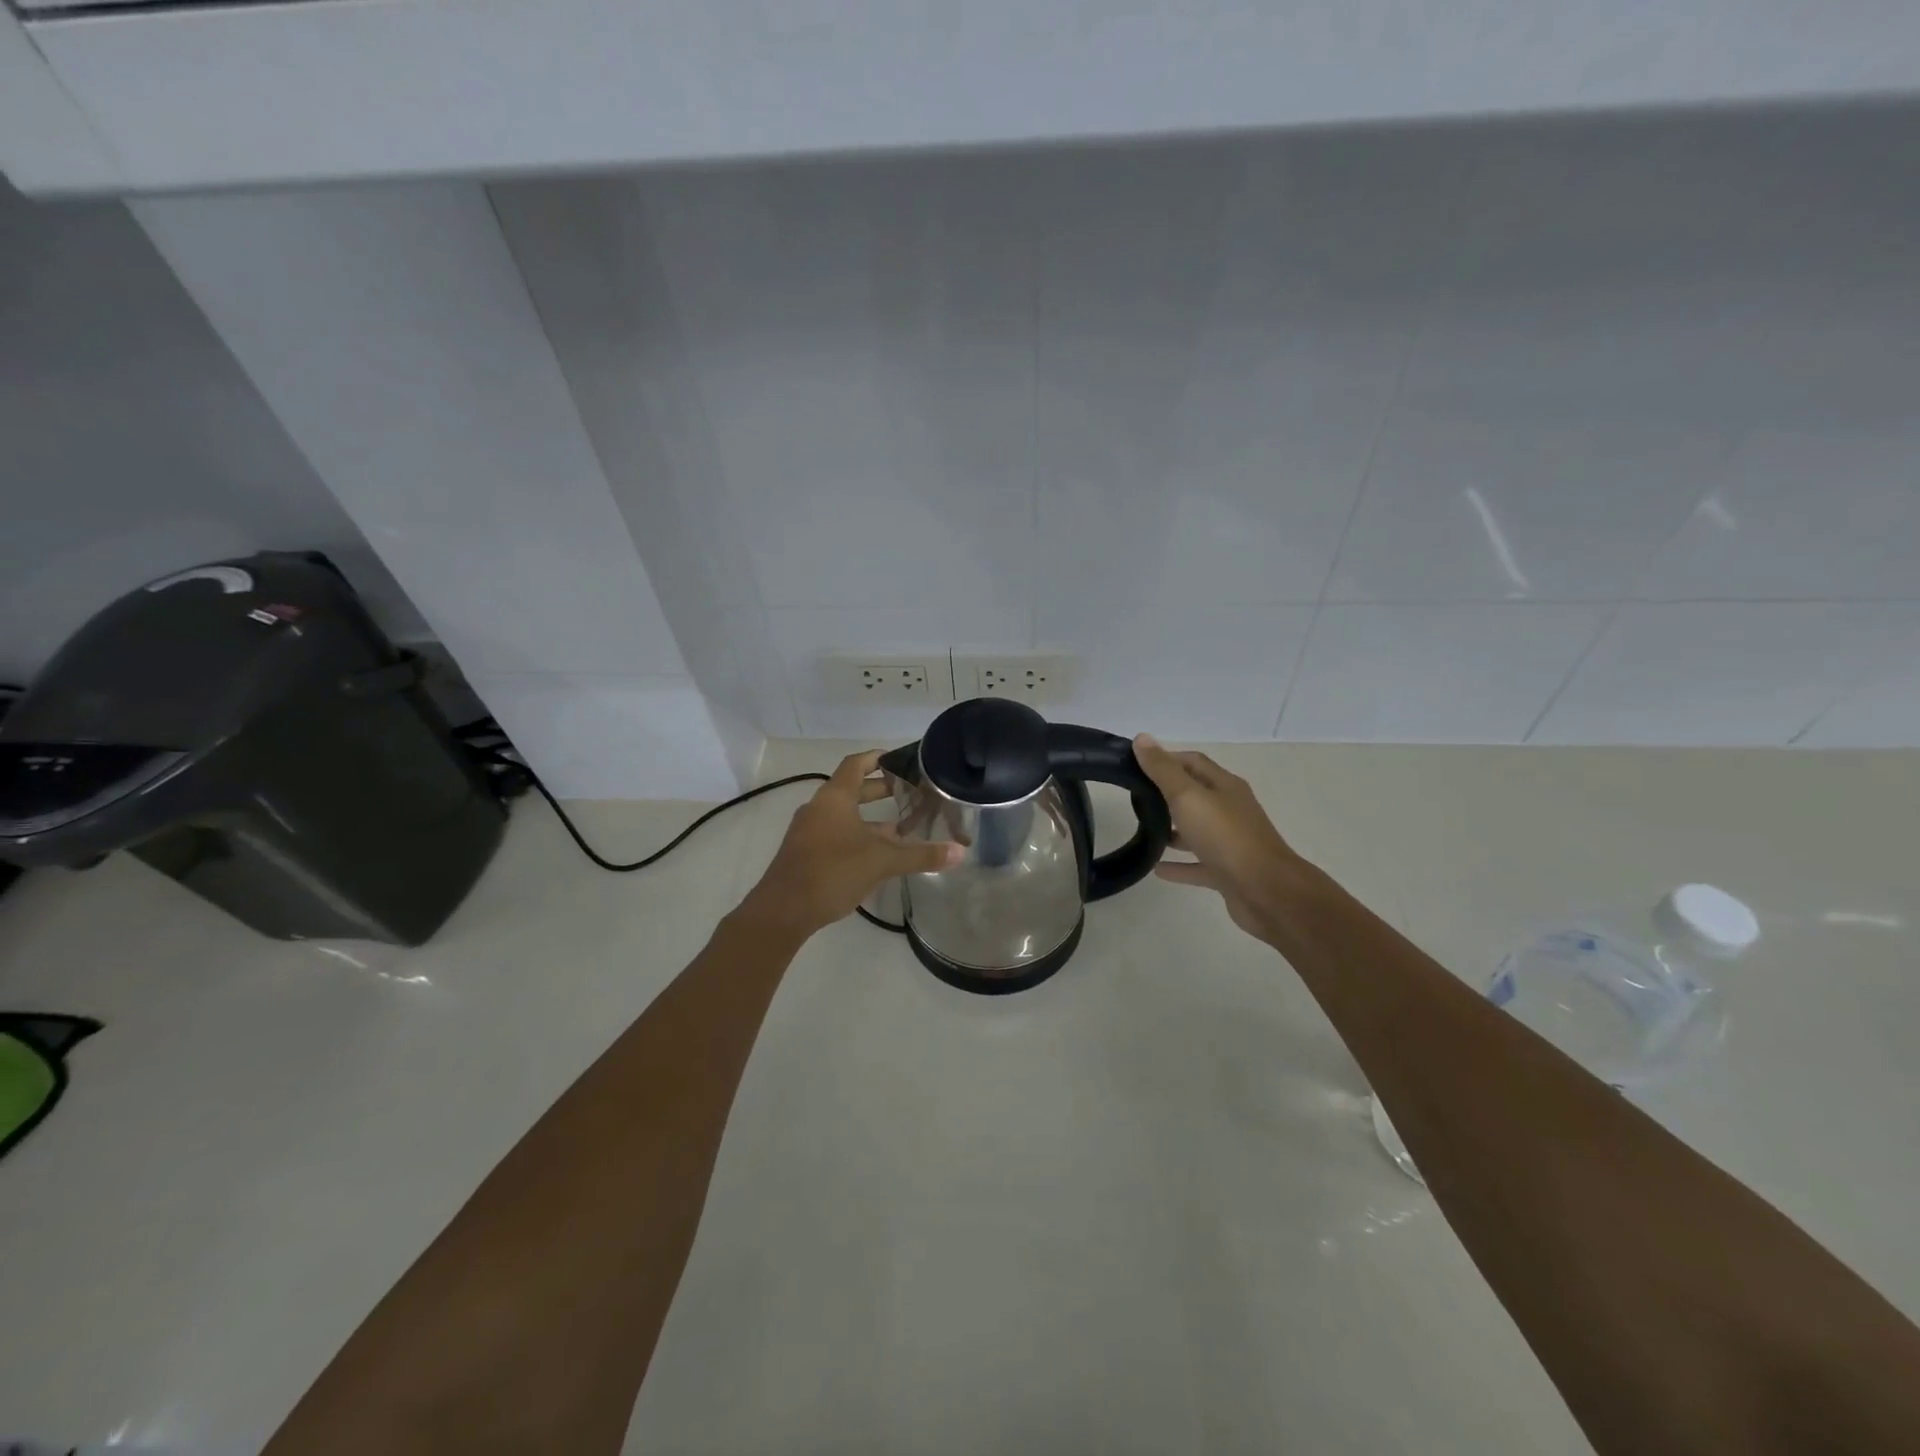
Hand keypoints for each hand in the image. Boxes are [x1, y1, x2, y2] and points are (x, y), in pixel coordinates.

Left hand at [740, 750, 962, 937]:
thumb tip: (960, 852)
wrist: (783, 910)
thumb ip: (921, 855)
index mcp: (834, 797)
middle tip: (910, 793)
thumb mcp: (882, 861)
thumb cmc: (832, 871)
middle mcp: (819, 808)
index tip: (901, 760)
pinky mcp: (806, 853)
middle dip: (881, 790)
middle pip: (852, 789)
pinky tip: (878, 854)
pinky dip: (858, 836)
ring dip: (871, 817)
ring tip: (902, 826)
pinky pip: (836, 833)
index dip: (878, 758)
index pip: (856, 764)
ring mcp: (809, 831)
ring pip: (845, 815)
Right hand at [1133, 735, 1307, 943]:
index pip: (1193, 762)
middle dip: (1166, 793)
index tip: (1136, 764)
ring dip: (1172, 829)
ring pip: (1196, 830)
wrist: (1266, 892)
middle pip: (1195, 794)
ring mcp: (1230, 842)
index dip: (1166, 759)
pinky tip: (1155, 868)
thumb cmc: (1226, 837)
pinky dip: (1178, 865)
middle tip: (1134, 797)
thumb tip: (1141, 738)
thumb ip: (1163, 770)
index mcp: (1224, 786)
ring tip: (1142, 830)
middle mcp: (1230, 810)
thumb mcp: (1188, 796)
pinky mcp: (1227, 872)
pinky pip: (1197, 864)